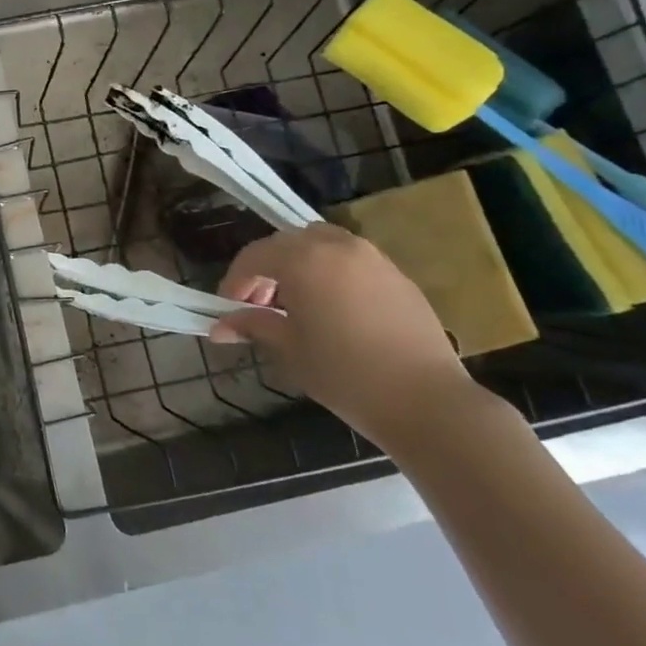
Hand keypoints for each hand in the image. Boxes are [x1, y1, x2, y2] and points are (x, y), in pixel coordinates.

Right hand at [207, 223, 479, 450]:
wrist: (427, 401)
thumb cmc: (345, 374)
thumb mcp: (289, 349)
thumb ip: (253, 326)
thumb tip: (219, 327)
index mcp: (303, 259)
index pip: (253, 257)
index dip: (234, 281)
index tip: (227, 309)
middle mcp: (337, 246)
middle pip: (286, 244)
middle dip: (265, 270)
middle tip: (258, 306)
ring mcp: (372, 257)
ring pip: (320, 245)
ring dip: (298, 265)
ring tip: (295, 304)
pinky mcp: (398, 275)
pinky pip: (350, 260)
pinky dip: (330, 273)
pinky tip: (332, 310)